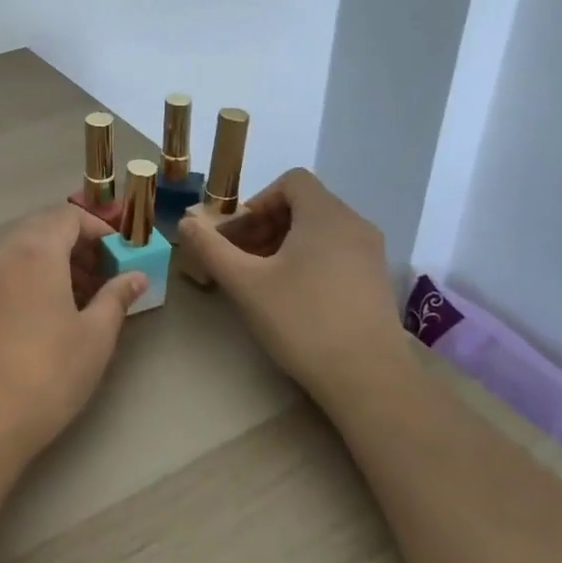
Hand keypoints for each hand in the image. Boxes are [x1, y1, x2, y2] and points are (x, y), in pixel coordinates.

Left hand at [0, 205, 146, 459]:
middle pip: (45, 229)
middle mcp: (6, 254)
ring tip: (86, 296)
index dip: (99, 228)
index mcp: (36, 251)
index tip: (121, 254)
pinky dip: (36, 277)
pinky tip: (55, 313)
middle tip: (106, 274)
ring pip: (25, 251)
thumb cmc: (51, 370)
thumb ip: (117, 297)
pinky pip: (11, 272)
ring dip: (57, 261)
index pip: (68, 216)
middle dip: (78, 244)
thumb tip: (136, 276)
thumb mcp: (96, 334)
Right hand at [176, 168, 398, 389]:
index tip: (238, 235)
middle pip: (303, 205)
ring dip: (284, 245)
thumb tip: (185, 222)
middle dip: (265, 225)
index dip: (258, 200)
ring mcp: (370, 254)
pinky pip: (336, 253)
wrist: (370, 381)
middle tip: (240, 259)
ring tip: (261, 280)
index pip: (291, 181)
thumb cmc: (302, 321)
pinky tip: (293, 298)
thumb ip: (211, 247)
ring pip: (319, 231)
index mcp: (326, 215)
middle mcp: (354, 225)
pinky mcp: (376, 282)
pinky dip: (309, 261)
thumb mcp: (245, 283)